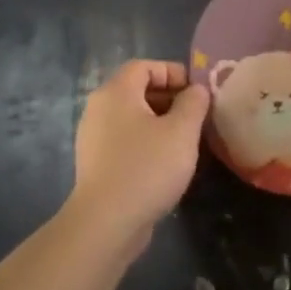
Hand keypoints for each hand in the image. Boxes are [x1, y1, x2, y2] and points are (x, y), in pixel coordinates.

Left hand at [67, 61, 208, 238]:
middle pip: (137, 90)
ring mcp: (94, 138)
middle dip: (170, 98)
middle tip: (196, 117)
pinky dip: (147, 142)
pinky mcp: (96, 164)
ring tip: (185, 141)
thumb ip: (193, 102)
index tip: (196, 93)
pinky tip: (166, 164)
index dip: (173, 72)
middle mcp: (99, 109)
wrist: (106, 223)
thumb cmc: (147, 167)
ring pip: (132, 117)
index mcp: (116, 93)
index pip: (144, 66)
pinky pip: (125, 140)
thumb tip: (196, 90)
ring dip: (160, 122)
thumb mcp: (182, 131)